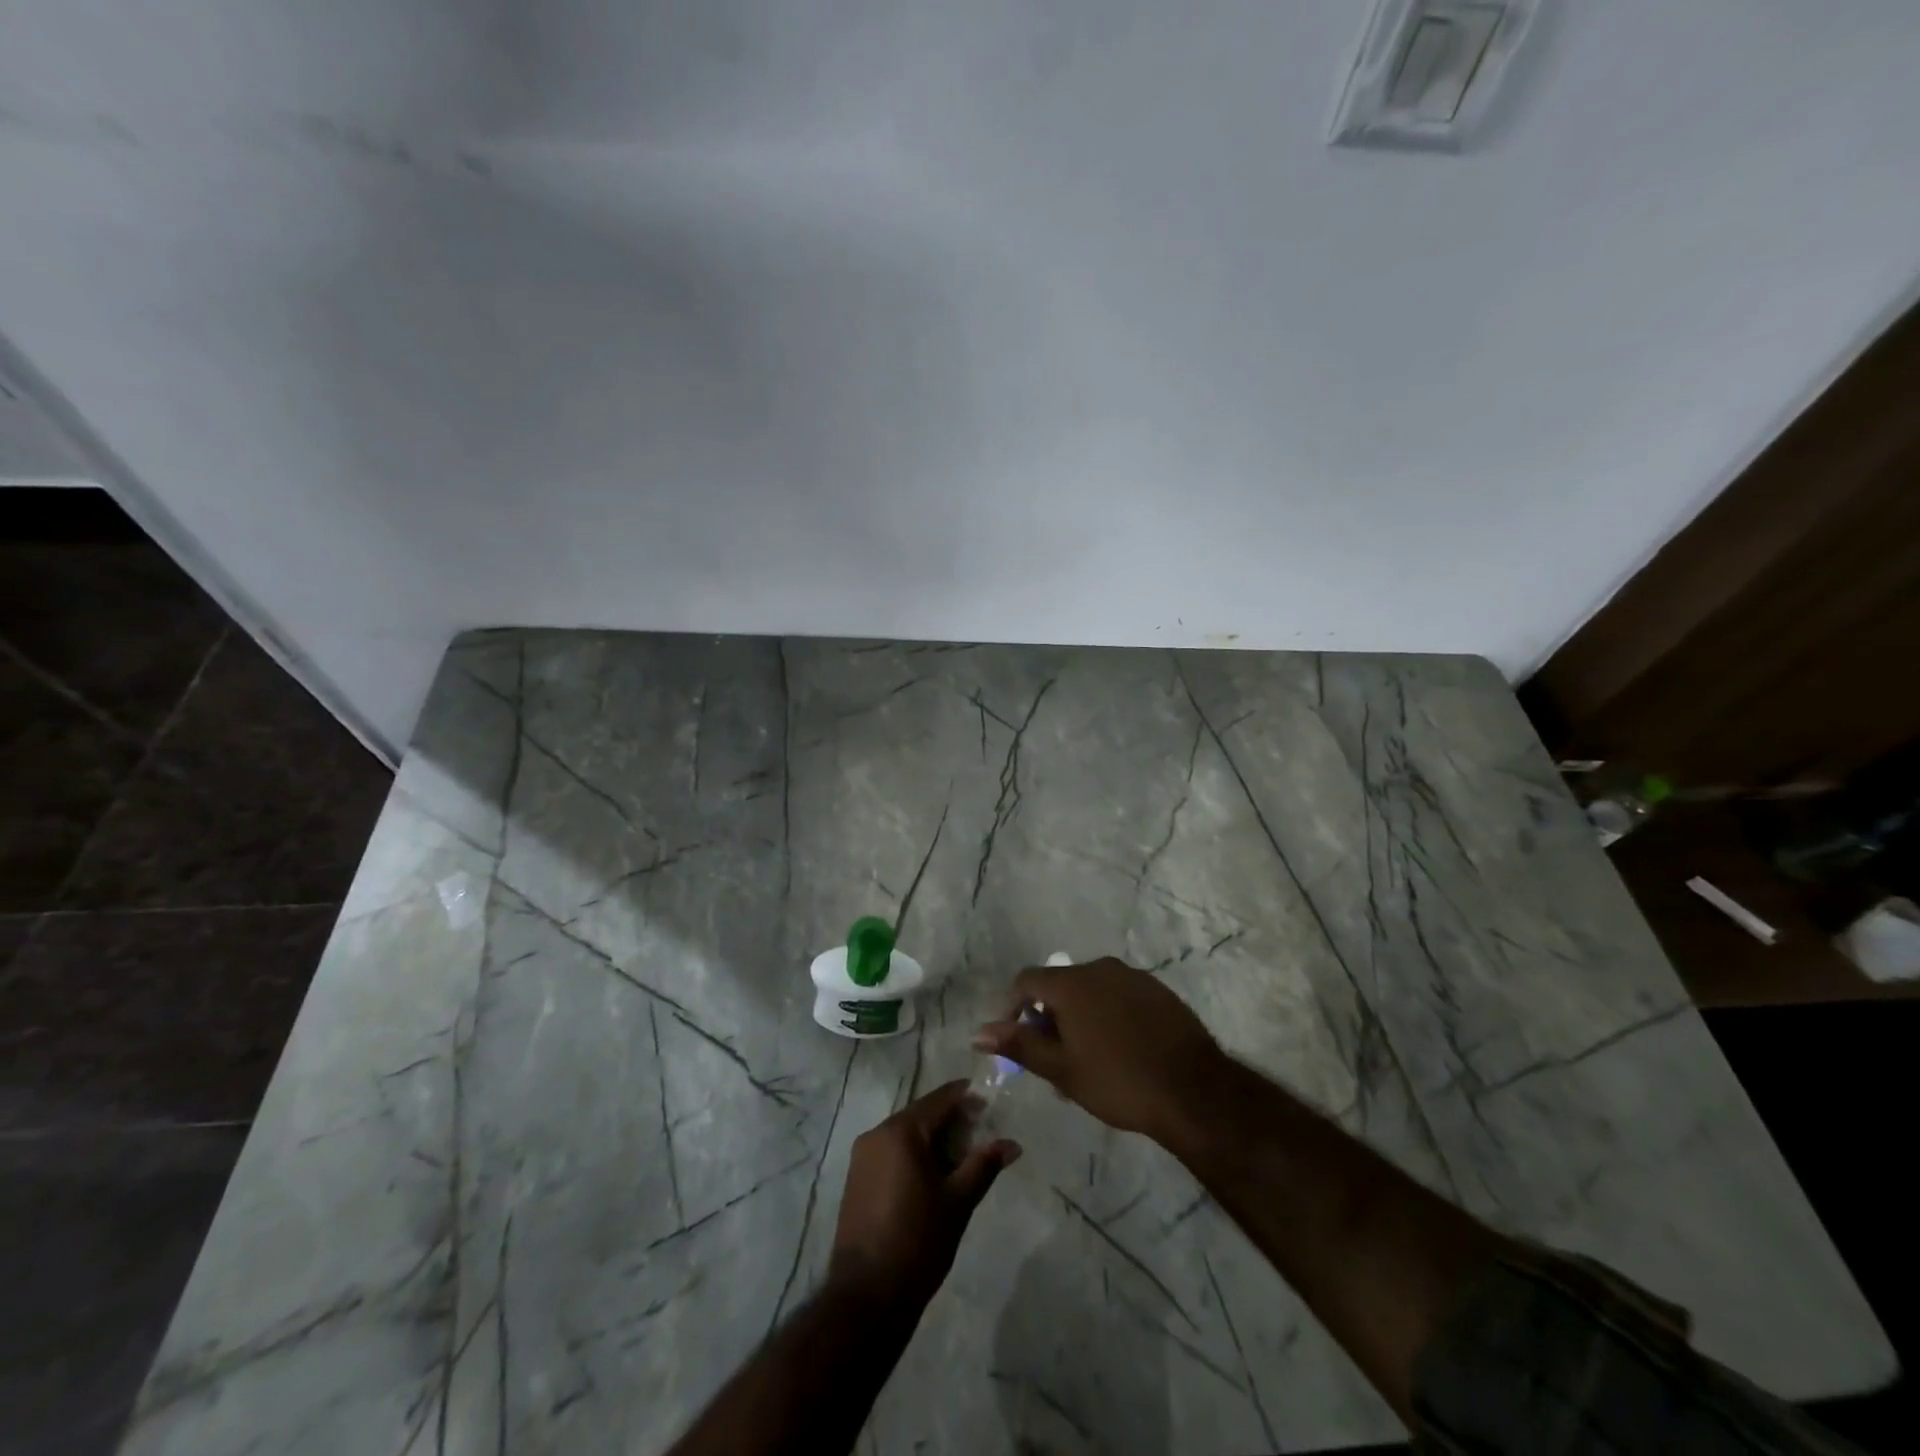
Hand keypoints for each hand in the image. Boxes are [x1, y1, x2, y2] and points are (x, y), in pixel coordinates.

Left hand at [828, 1081, 1019, 1311]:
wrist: (866, 1296)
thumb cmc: (918, 1241)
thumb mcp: (958, 1201)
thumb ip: (984, 1165)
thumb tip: (1013, 1144)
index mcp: (901, 1131)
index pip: (939, 1100)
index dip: (966, 1097)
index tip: (988, 1101)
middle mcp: (877, 1133)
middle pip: (921, 1115)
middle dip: (951, 1121)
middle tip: (980, 1134)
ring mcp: (862, 1156)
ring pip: (905, 1134)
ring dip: (932, 1139)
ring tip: (962, 1158)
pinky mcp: (856, 1178)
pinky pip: (891, 1152)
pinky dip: (913, 1155)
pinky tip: (933, 1176)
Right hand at [973, 957, 1226, 1145]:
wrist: (1194, 1090)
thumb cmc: (1118, 1081)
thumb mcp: (1061, 1069)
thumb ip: (1019, 1045)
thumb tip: (978, 1033)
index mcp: (1071, 983)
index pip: (1026, 981)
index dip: (1013, 1007)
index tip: (1018, 1042)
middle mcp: (1100, 968)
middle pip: (1059, 985)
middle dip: (1049, 1018)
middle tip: (1054, 1060)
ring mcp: (1133, 976)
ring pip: (1091, 991)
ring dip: (1079, 1018)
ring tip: (1087, 1060)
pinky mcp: (1158, 990)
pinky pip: (1119, 996)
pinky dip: (1108, 1015)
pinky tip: (1120, 1050)